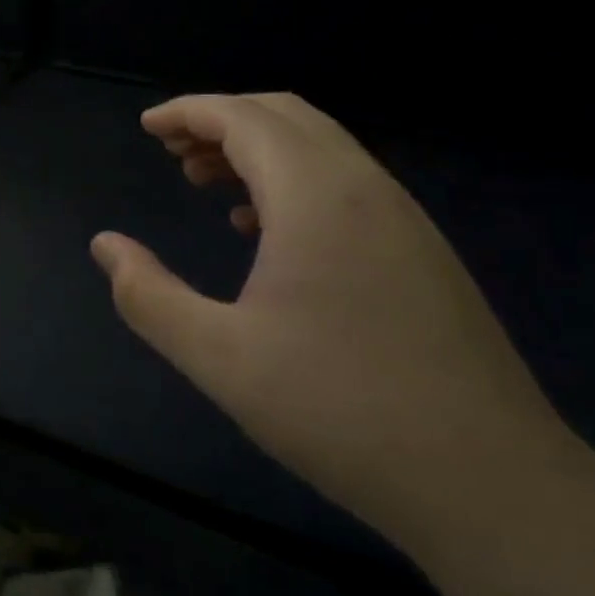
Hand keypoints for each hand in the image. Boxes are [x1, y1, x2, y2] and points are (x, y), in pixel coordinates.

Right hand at [91, 93, 572, 549]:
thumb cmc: (338, 410)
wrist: (489, 483)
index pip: (243, 118)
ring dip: (258, 150)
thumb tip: (105, 245)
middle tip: (172, 153)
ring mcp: (403, 219)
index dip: (188, 112)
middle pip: (285, 117)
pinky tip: (264, 232)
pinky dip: (293, 181)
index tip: (146, 127)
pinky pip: (345, 185)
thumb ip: (147, 295)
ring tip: (206, 184)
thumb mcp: (218, 356)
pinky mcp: (422, 253)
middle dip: (221, 121)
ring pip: (320, 148)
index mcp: (316, 196)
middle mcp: (365, 188)